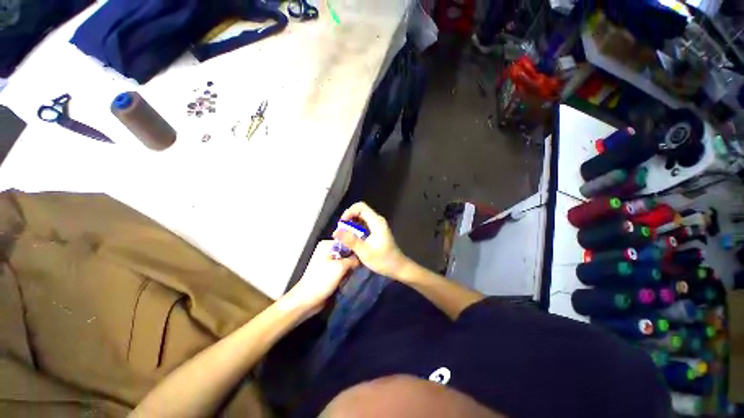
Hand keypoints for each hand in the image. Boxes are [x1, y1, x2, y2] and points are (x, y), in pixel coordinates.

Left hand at [286, 241, 358, 310]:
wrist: (307, 301)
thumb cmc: (322, 280)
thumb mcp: (340, 267)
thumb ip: (354, 259)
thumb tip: (362, 258)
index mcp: (327, 245)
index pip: (347, 241)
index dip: (356, 248)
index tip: (365, 255)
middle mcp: (327, 250)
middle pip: (347, 251)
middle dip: (354, 259)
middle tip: (360, 266)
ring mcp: (328, 261)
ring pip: (346, 261)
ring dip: (351, 268)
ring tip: (355, 273)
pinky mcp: (330, 271)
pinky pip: (343, 269)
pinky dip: (347, 273)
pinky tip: (351, 277)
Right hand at [333, 202, 409, 277]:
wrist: (398, 267)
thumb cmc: (383, 260)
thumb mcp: (365, 252)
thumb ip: (350, 240)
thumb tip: (336, 231)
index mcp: (376, 222)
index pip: (360, 207)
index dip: (349, 212)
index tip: (341, 224)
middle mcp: (377, 220)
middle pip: (360, 211)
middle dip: (348, 219)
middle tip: (341, 232)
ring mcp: (377, 225)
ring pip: (361, 218)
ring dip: (351, 225)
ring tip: (344, 236)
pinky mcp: (377, 231)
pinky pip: (364, 224)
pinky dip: (356, 229)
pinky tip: (352, 239)